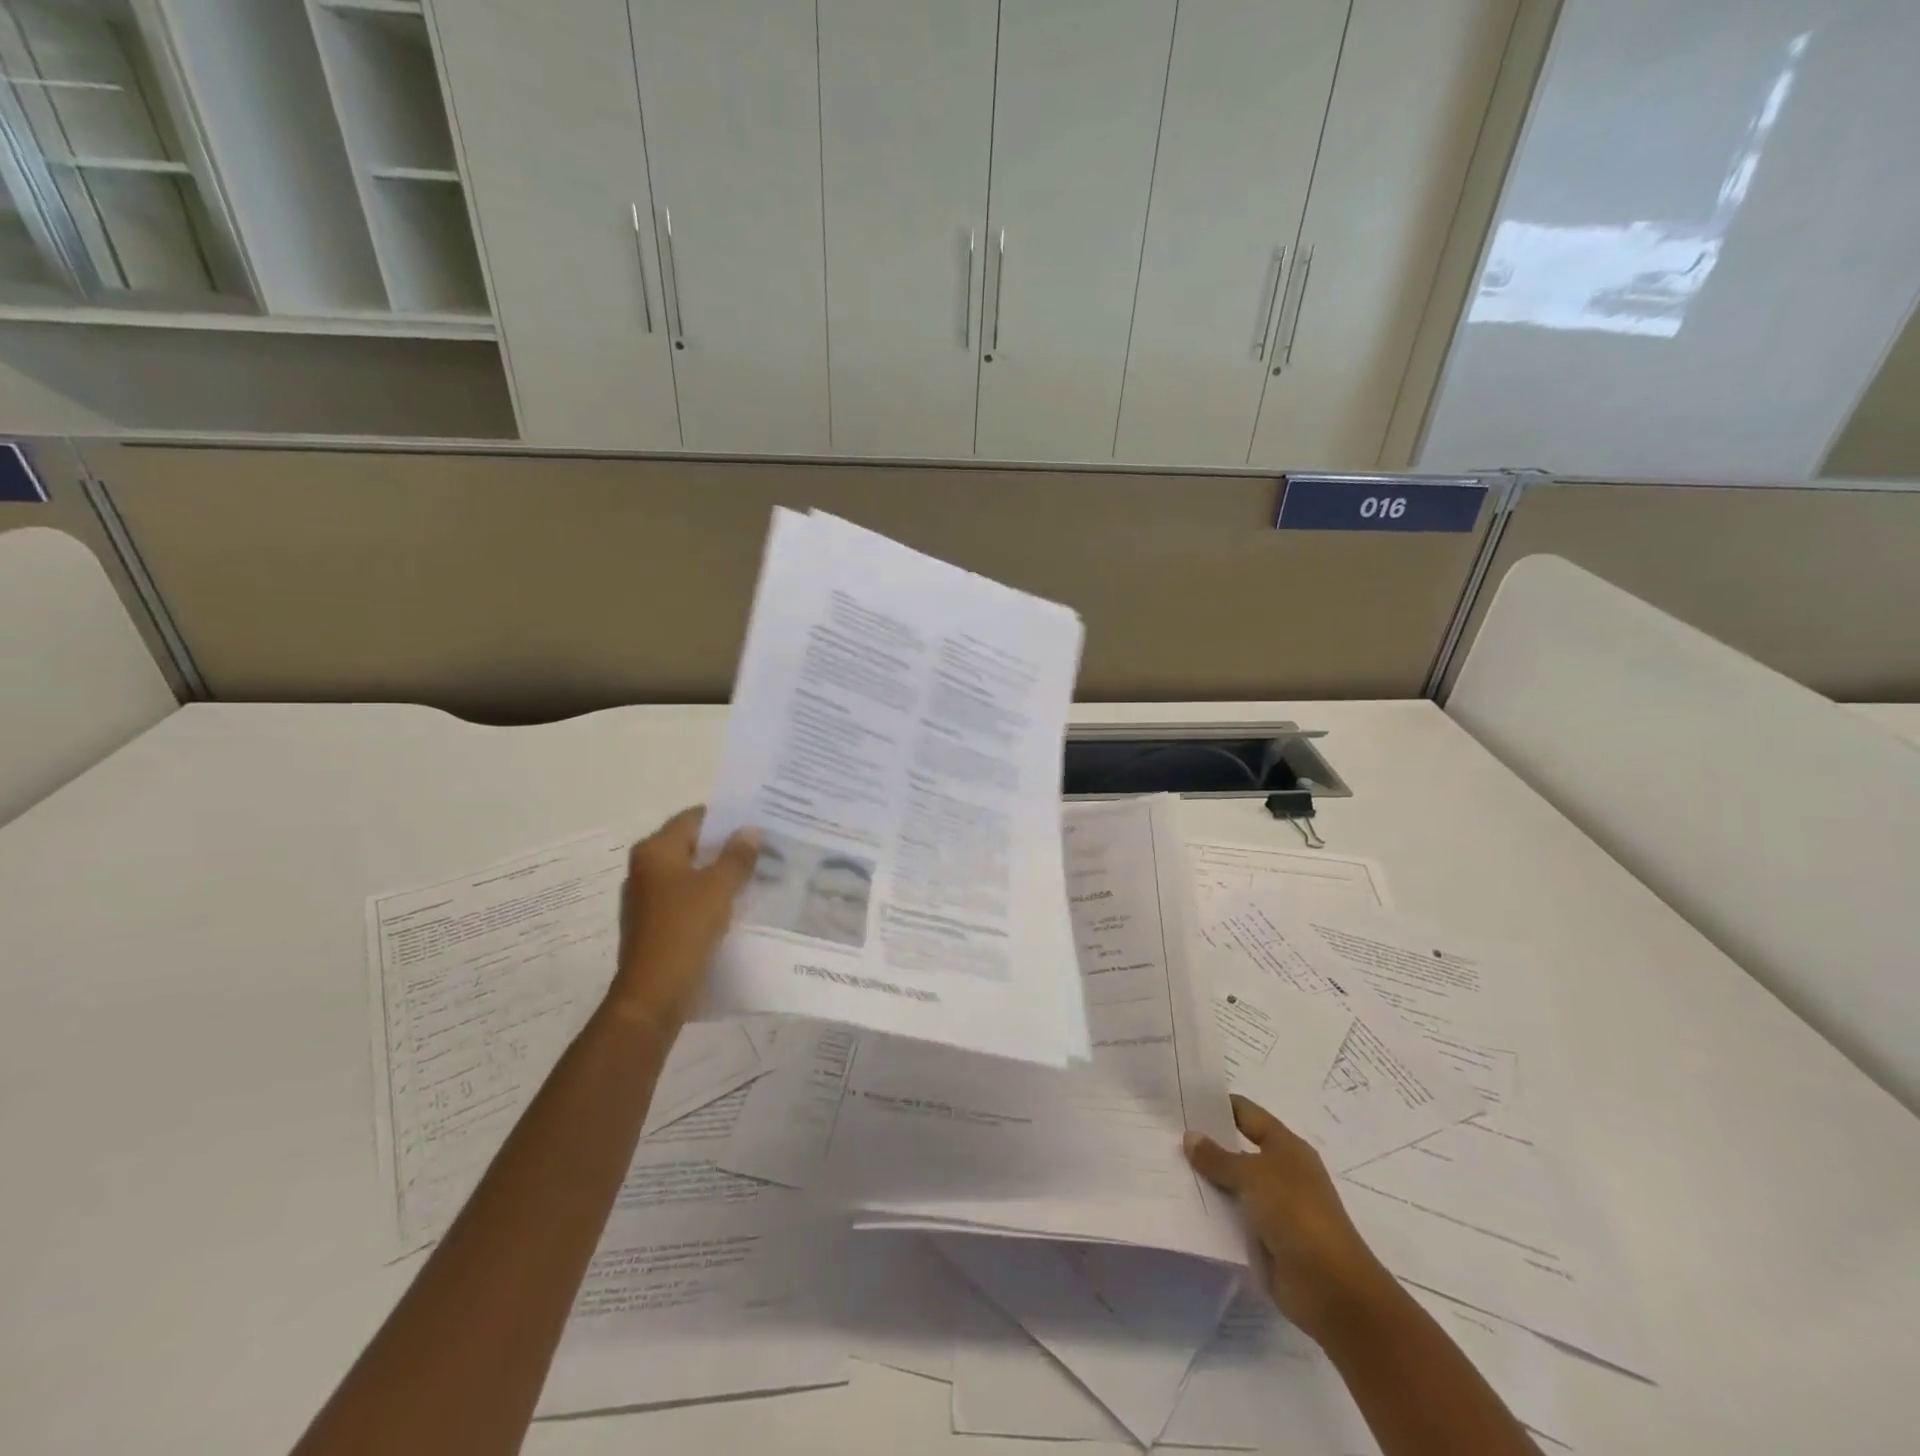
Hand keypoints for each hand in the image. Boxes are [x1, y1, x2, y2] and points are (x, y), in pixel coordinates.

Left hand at [606, 807, 759, 1035]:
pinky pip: (686, 897)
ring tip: (756, 874)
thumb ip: (737, 856)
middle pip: (692, 844)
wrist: (653, 994)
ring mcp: (646, 897)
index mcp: (656, 850)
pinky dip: (708, 895)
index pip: (695, 818)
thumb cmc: (685, 930)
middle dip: (726, 846)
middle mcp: (645, 867)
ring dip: (719, 872)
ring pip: (690, 872)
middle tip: (765, 848)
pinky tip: (735, 904)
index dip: (727, 818)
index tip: (759, 823)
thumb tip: (750, 831)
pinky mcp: (653, 923)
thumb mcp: (719, 888)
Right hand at [1184, 1094, 1394, 1343]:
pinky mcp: (1266, 1239)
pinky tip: (1183, 1205)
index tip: (1181, 1099)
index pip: (1246, 1113)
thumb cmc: (1296, 1214)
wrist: (1331, 1289)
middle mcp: (1281, 1172)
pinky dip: (1213, 1211)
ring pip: (1232, 1184)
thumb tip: (1190, 1136)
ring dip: (1206, 1179)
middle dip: (1205, 1143)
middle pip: (1237, 1148)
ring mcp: (1274, 1207)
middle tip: (1164, 1133)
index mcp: (1286, 1147)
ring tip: (1164, 1167)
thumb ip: (1218, 1157)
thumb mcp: (1253, 1175)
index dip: (1217, 1104)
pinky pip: (1233, 1217)